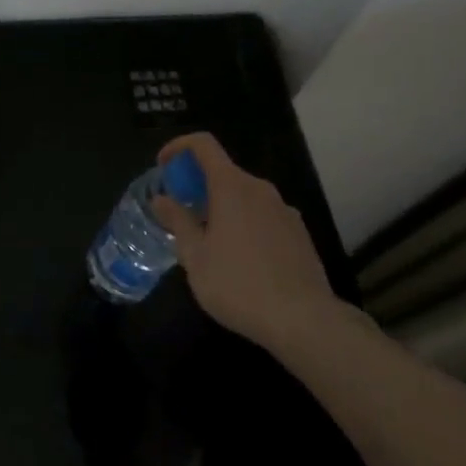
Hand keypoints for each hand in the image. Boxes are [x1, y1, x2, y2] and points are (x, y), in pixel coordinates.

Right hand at [149, 132, 348, 354]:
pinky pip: (263, 215)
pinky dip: (244, 222)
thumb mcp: (195, 256)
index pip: (203, 144)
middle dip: (197, 184)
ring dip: (221, 205)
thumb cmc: (239, 284)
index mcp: (232, 186)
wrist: (305, 321)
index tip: (164, 167)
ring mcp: (284, 210)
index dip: (179, 147)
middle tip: (181, 212)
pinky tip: (239, 259)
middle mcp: (260, 189)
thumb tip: (161, 199)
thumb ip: (177, 221)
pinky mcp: (299, 234)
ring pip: (244, 195)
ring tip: (208, 240)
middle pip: (223, 171)